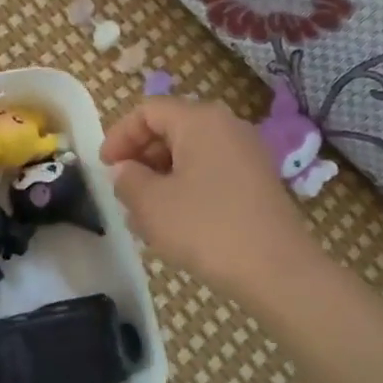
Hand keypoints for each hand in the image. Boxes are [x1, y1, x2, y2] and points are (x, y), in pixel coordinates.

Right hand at [99, 96, 315, 305]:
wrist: (278, 271)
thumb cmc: (206, 229)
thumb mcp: (151, 204)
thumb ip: (128, 179)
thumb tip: (125, 170)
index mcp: (200, 120)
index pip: (148, 110)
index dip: (120, 135)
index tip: (104, 167)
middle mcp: (227, 127)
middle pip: (171, 128)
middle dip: (140, 157)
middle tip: (122, 191)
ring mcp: (247, 154)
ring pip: (190, 153)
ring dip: (160, 176)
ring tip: (143, 213)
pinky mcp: (258, 182)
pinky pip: (211, 172)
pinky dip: (186, 187)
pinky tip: (174, 222)